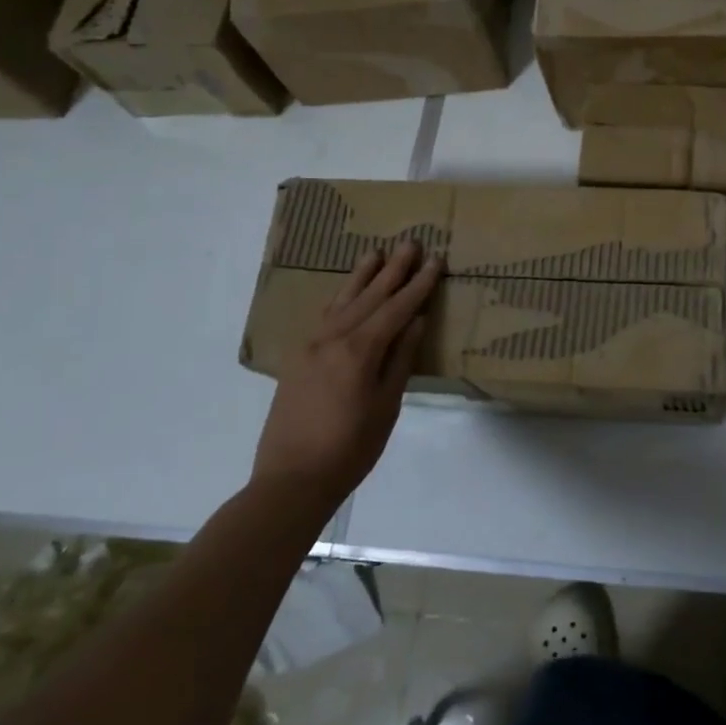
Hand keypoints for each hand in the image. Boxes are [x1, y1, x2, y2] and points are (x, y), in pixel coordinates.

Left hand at [253, 243, 442, 500]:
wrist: (290, 481)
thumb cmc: (350, 449)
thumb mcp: (386, 406)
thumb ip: (400, 360)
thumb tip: (415, 322)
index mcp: (358, 352)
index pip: (396, 309)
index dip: (418, 285)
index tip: (435, 260)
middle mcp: (332, 340)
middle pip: (368, 297)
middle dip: (392, 270)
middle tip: (410, 243)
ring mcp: (310, 347)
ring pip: (341, 302)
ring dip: (361, 277)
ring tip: (375, 253)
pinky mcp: (298, 359)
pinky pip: (323, 317)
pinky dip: (340, 299)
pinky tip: (345, 291)